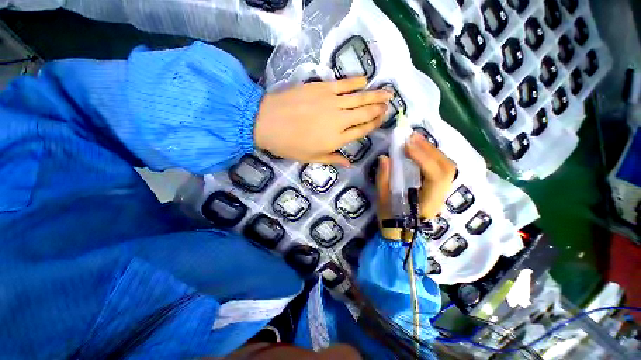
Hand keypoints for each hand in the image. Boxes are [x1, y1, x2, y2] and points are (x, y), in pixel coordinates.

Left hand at [254, 77, 391, 166]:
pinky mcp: (322, 88)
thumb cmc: (288, 145)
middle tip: (390, 105)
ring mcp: (331, 102)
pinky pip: (344, 84)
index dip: (374, 125)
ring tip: (388, 92)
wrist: (266, 122)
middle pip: (364, 114)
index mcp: (337, 139)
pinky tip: (365, 80)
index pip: (361, 131)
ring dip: (375, 95)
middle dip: (379, 109)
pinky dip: (356, 81)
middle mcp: (339, 120)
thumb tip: (349, 164)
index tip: (383, 119)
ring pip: (359, 98)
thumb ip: (332, 158)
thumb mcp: (311, 158)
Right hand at [376, 132, 456, 238]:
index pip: (435, 176)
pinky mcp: (437, 188)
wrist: (401, 233)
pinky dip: (432, 156)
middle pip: (446, 168)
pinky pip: (440, 168)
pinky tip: (421, 149)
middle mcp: (440, 196)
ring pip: (446, 167)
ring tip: (416, 139)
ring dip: (432, 150)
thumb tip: (384, 157)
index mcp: (427, 202)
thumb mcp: (383, 201)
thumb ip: (383, 179)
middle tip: (412, 136)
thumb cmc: (391, 219)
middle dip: (430, 149)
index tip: (406, 145)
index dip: (423, 158)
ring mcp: (441, 191)